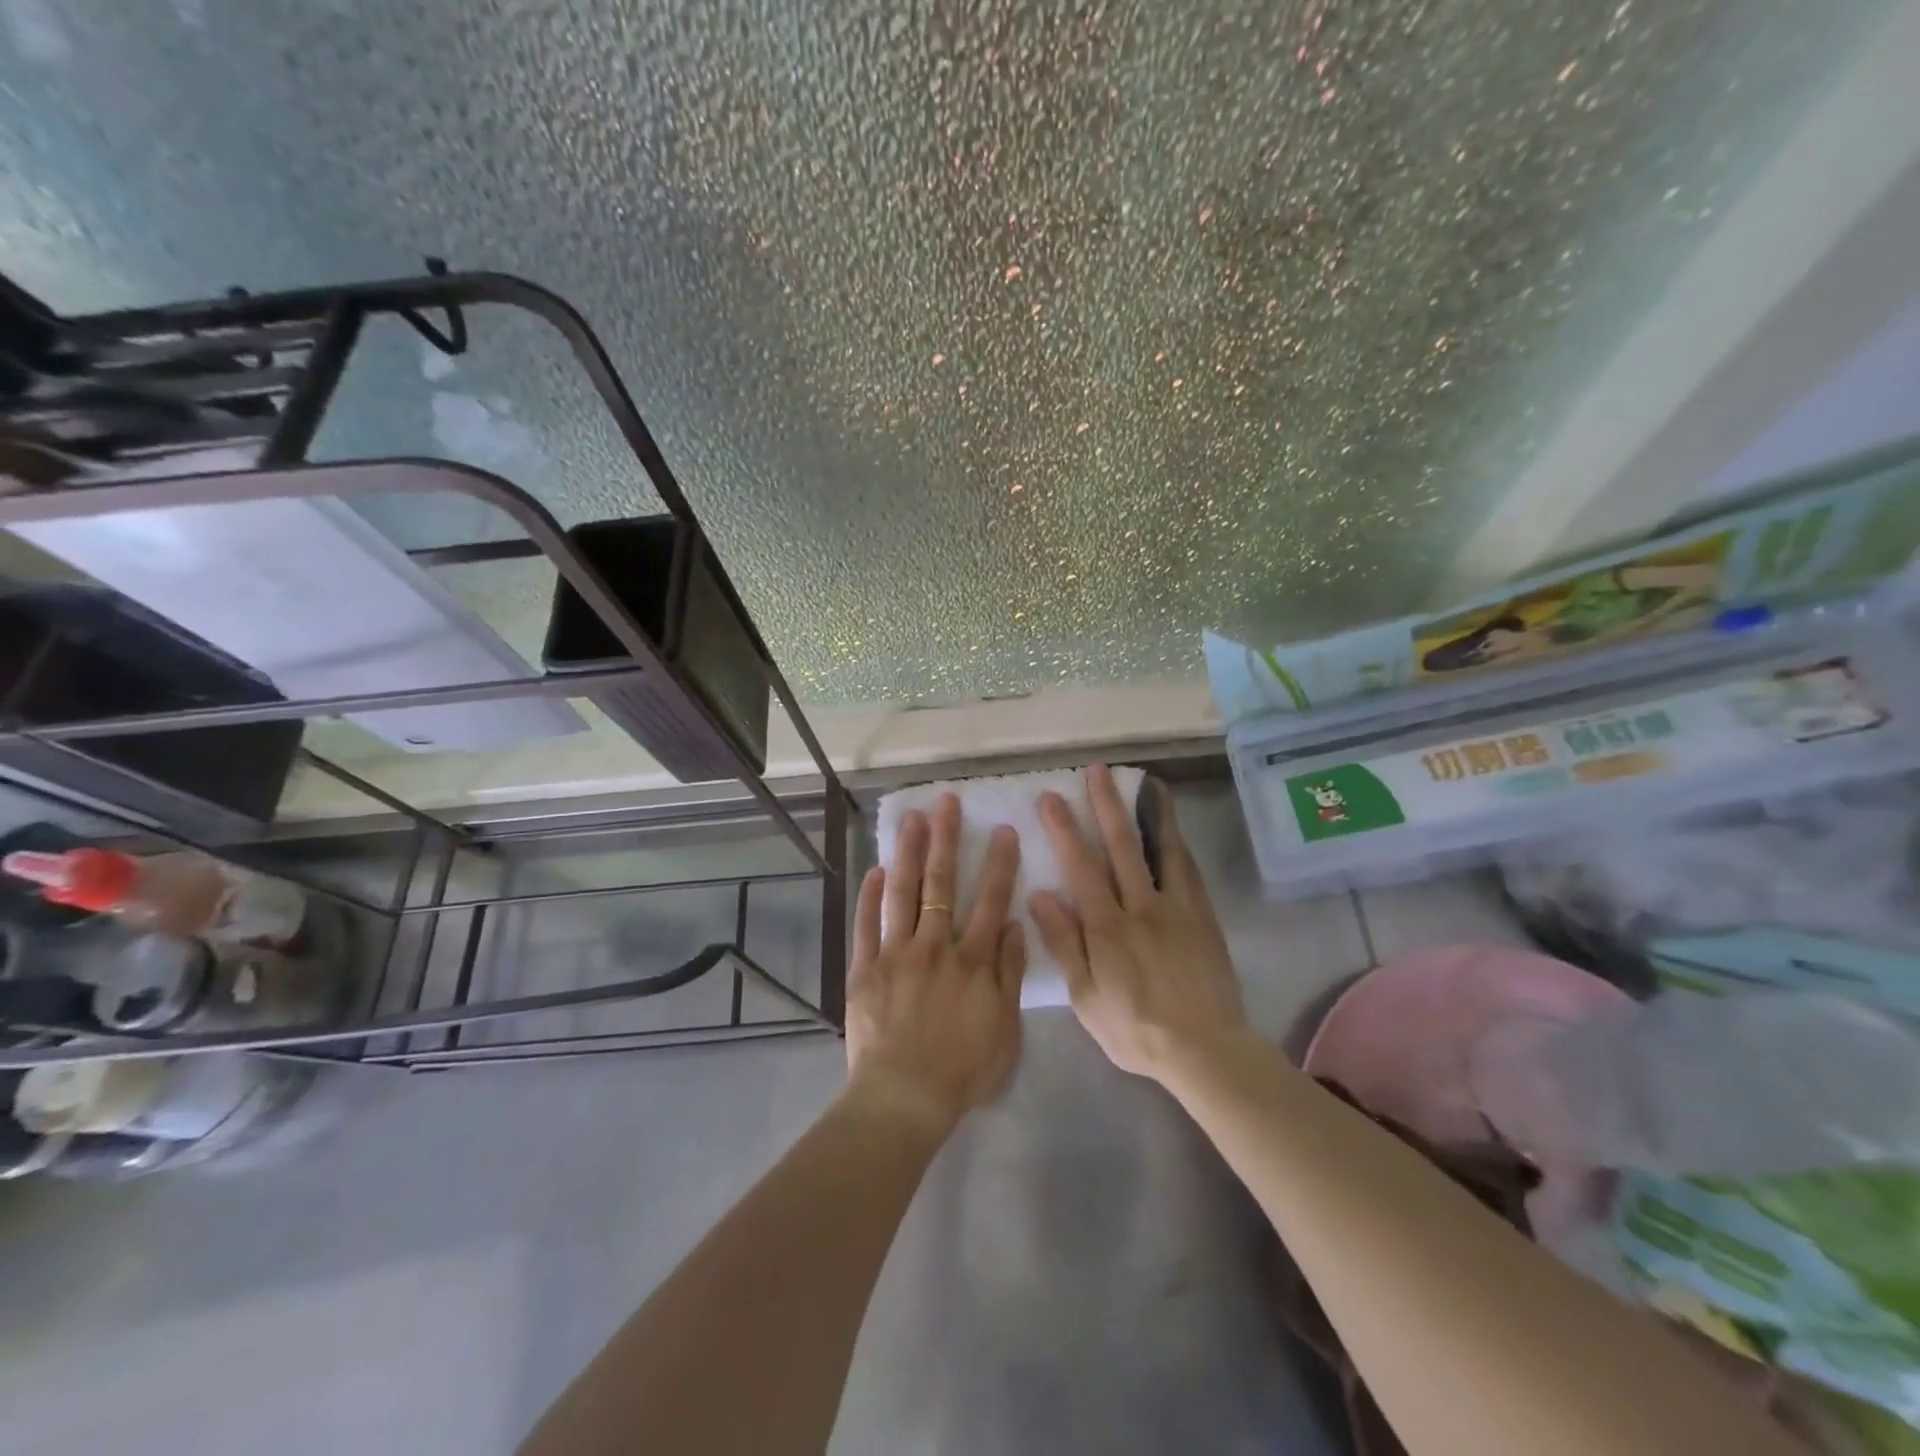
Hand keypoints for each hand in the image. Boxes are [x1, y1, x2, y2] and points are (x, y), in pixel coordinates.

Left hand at [844, 794, 1026, 1132]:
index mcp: (973, 960)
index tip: (1001, 830)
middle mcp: (935, 946)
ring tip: (910, 819)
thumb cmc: (963, 1069)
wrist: (905, 1096)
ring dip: (907, 853)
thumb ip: (1009, 973)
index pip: (990, 901)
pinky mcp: (865, 968)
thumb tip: (1013, 925)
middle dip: (946, 840)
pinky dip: (869, 896)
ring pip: (902, 893)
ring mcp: (896, 953)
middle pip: (942, 884)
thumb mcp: (1006, 1029)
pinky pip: (866, 925)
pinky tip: (873, 869)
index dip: (998, 864)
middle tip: (946, 803)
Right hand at [1029, 764, 1245, 1079]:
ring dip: (1150, 812)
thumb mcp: (1085, 996)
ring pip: (1162, 850)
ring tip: (1146, 781)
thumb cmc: (1134, 1028)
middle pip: (1121, 846)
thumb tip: (1040, 895)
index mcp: (1107, 927)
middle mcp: (1141, 906)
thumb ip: (1064, 943)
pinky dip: (1179, 844)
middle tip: (1097, 771)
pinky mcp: (1203, 917)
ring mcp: (1177, 908)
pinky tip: (1174, 829)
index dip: (1064, 829)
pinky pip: (1189, 871)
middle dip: (1106, 805)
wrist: (1204, 1049)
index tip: (1051, 797)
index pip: (1081, 866)